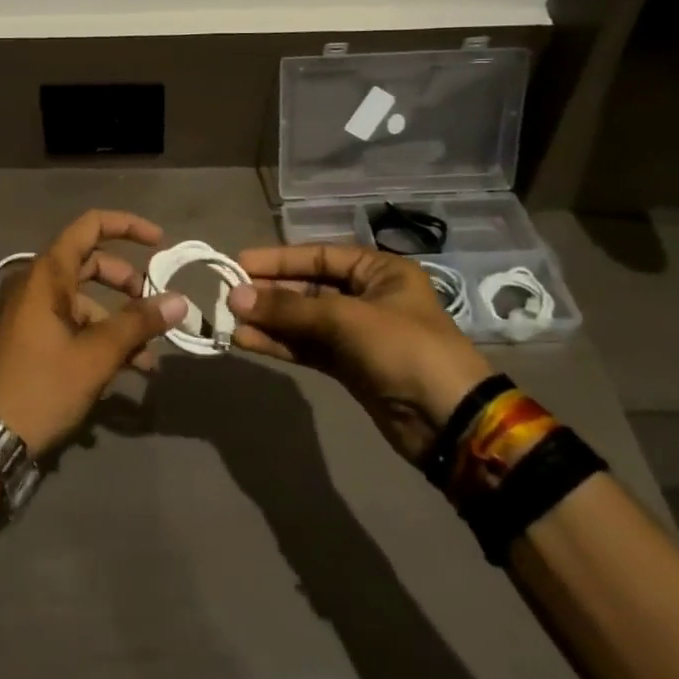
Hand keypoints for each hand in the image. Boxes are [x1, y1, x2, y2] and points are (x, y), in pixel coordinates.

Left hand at [0, 210, 188, 456]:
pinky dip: (97, 340)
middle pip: (90, 265)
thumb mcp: (95, 356)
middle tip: (154, 310)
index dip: (127, 226)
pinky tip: (122, 375)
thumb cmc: (39, 387)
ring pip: (83, 303)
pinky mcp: (27, 341)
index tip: (160, 243)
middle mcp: (35, 285)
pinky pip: (69, 326)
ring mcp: (28, 313)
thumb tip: (179, 299)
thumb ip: (138, 323)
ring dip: (118, 324)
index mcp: (46, 274)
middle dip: (127, 285)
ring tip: (147, 362)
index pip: (90, 226)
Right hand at [227, 245, 493, 462]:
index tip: (239, 263)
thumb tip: (235, 297)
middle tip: (229, 296)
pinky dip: (280, 343)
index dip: (278, 259)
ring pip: (303, 320)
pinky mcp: (348, 366)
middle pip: (307, 287)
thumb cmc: (405, 350)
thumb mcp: (346, 320)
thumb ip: (288, 308)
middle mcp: (366, 296)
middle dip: (270, 292)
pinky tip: (248, 341)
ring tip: (230, 321)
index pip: (318, 256)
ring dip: (269, 320)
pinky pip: (306, 347)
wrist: (449, 422)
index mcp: (379, 271)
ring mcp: (357, 333)